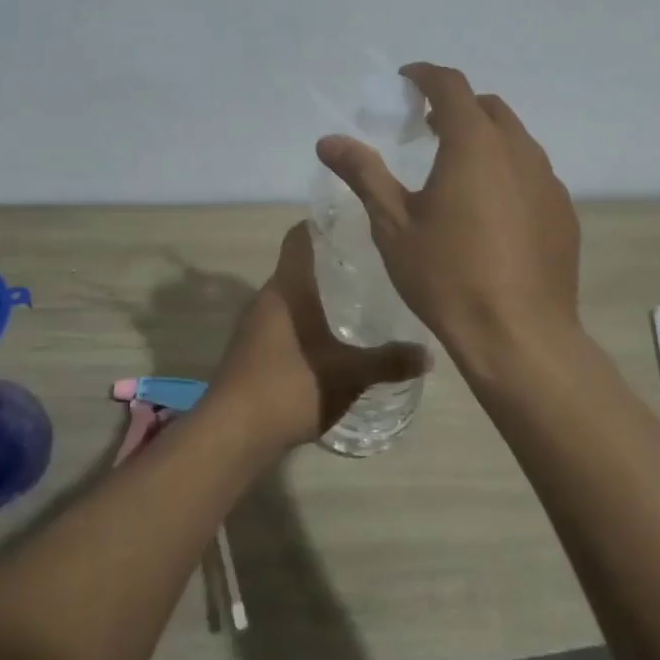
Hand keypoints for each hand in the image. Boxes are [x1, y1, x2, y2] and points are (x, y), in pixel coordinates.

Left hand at [208, 223, 427, 453]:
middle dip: (330, 265)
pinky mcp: (251, 351)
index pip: (299, 237)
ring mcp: (254, 325)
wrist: (232, 433)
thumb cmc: (291, 386)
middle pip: (298, 267)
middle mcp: (267, 298)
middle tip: (369, 268)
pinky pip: (283, 323)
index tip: (353, 225)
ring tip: (356, 303)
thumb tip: (428, 354)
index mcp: (288, 288)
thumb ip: (389, 362)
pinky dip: (306, 323)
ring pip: (291, 297)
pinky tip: (330, 342)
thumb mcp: (349, 375)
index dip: (322, 225)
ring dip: (317, 297)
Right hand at [316, 62, 581, 371]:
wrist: (519, 334)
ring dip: (484, 138)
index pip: (450, 85)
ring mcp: (547, 180)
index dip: (425, 75)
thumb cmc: (447, 276)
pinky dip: (507, 171)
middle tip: (426, 129)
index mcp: (473, 143)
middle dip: (455, 106)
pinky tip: (490, 211)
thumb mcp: (394, 225)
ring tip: (457, 169)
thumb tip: (329, 140)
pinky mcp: (563, 211)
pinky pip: (532, 173)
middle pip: (487, 107)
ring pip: (514, 139)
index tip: (406, 81)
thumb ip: (364, 174)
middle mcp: (517, 150)